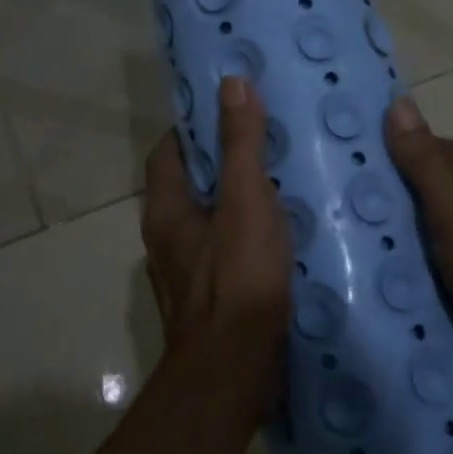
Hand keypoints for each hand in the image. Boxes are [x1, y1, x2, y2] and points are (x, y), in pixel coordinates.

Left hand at [141, 75, 291, 415]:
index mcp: (166, 210)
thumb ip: (241, 144)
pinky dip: (250, 237)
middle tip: (269, 141)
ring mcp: (187, 273)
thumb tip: (232, 83)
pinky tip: (286, 236)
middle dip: (224, 162)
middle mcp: (167, 239)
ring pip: (212, 221)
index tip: (231, 110)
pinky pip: (228, 252)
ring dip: (239, 202)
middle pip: (191, 186)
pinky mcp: (212, 299)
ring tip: (284, 182)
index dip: (195, 127)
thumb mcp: (245, 200)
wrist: (235, 370)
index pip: (169, 151)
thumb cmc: (238, 278)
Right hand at [384, 97, 452, 409]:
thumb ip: (425, 163)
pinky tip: (410, 271)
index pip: (439, 148)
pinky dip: (430, 252)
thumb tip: (399, 102)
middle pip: (443, 183)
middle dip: (404, 185)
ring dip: (417, 221)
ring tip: (373, 236)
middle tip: (356, 200)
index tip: (362, 154)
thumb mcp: (452, 213)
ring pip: (449, 219)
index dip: (404, 145)